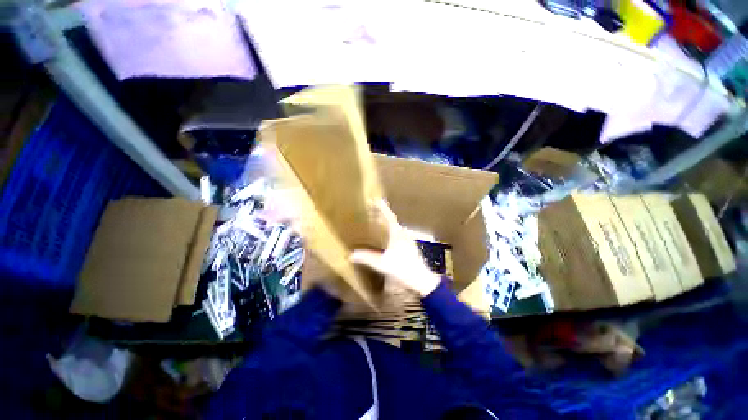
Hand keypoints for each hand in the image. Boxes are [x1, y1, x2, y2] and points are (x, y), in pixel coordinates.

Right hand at [350, 200, 440, 296]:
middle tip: (372, 210)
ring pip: (395, 227)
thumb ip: (367, 258)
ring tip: (376, 222)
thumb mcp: (382, 264)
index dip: (382, 207)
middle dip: (382, 214)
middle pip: (391, 220)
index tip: (375, 199)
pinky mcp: (409, 247)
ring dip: (386, 223)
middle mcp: (403, 234)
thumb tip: (351, 254)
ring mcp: (407, 240)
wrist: (421, 280)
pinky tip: (385, 238)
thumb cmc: (403, 268)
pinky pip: (397, 234)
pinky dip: (389, 231)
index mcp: (397, 234)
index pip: (388, 216)